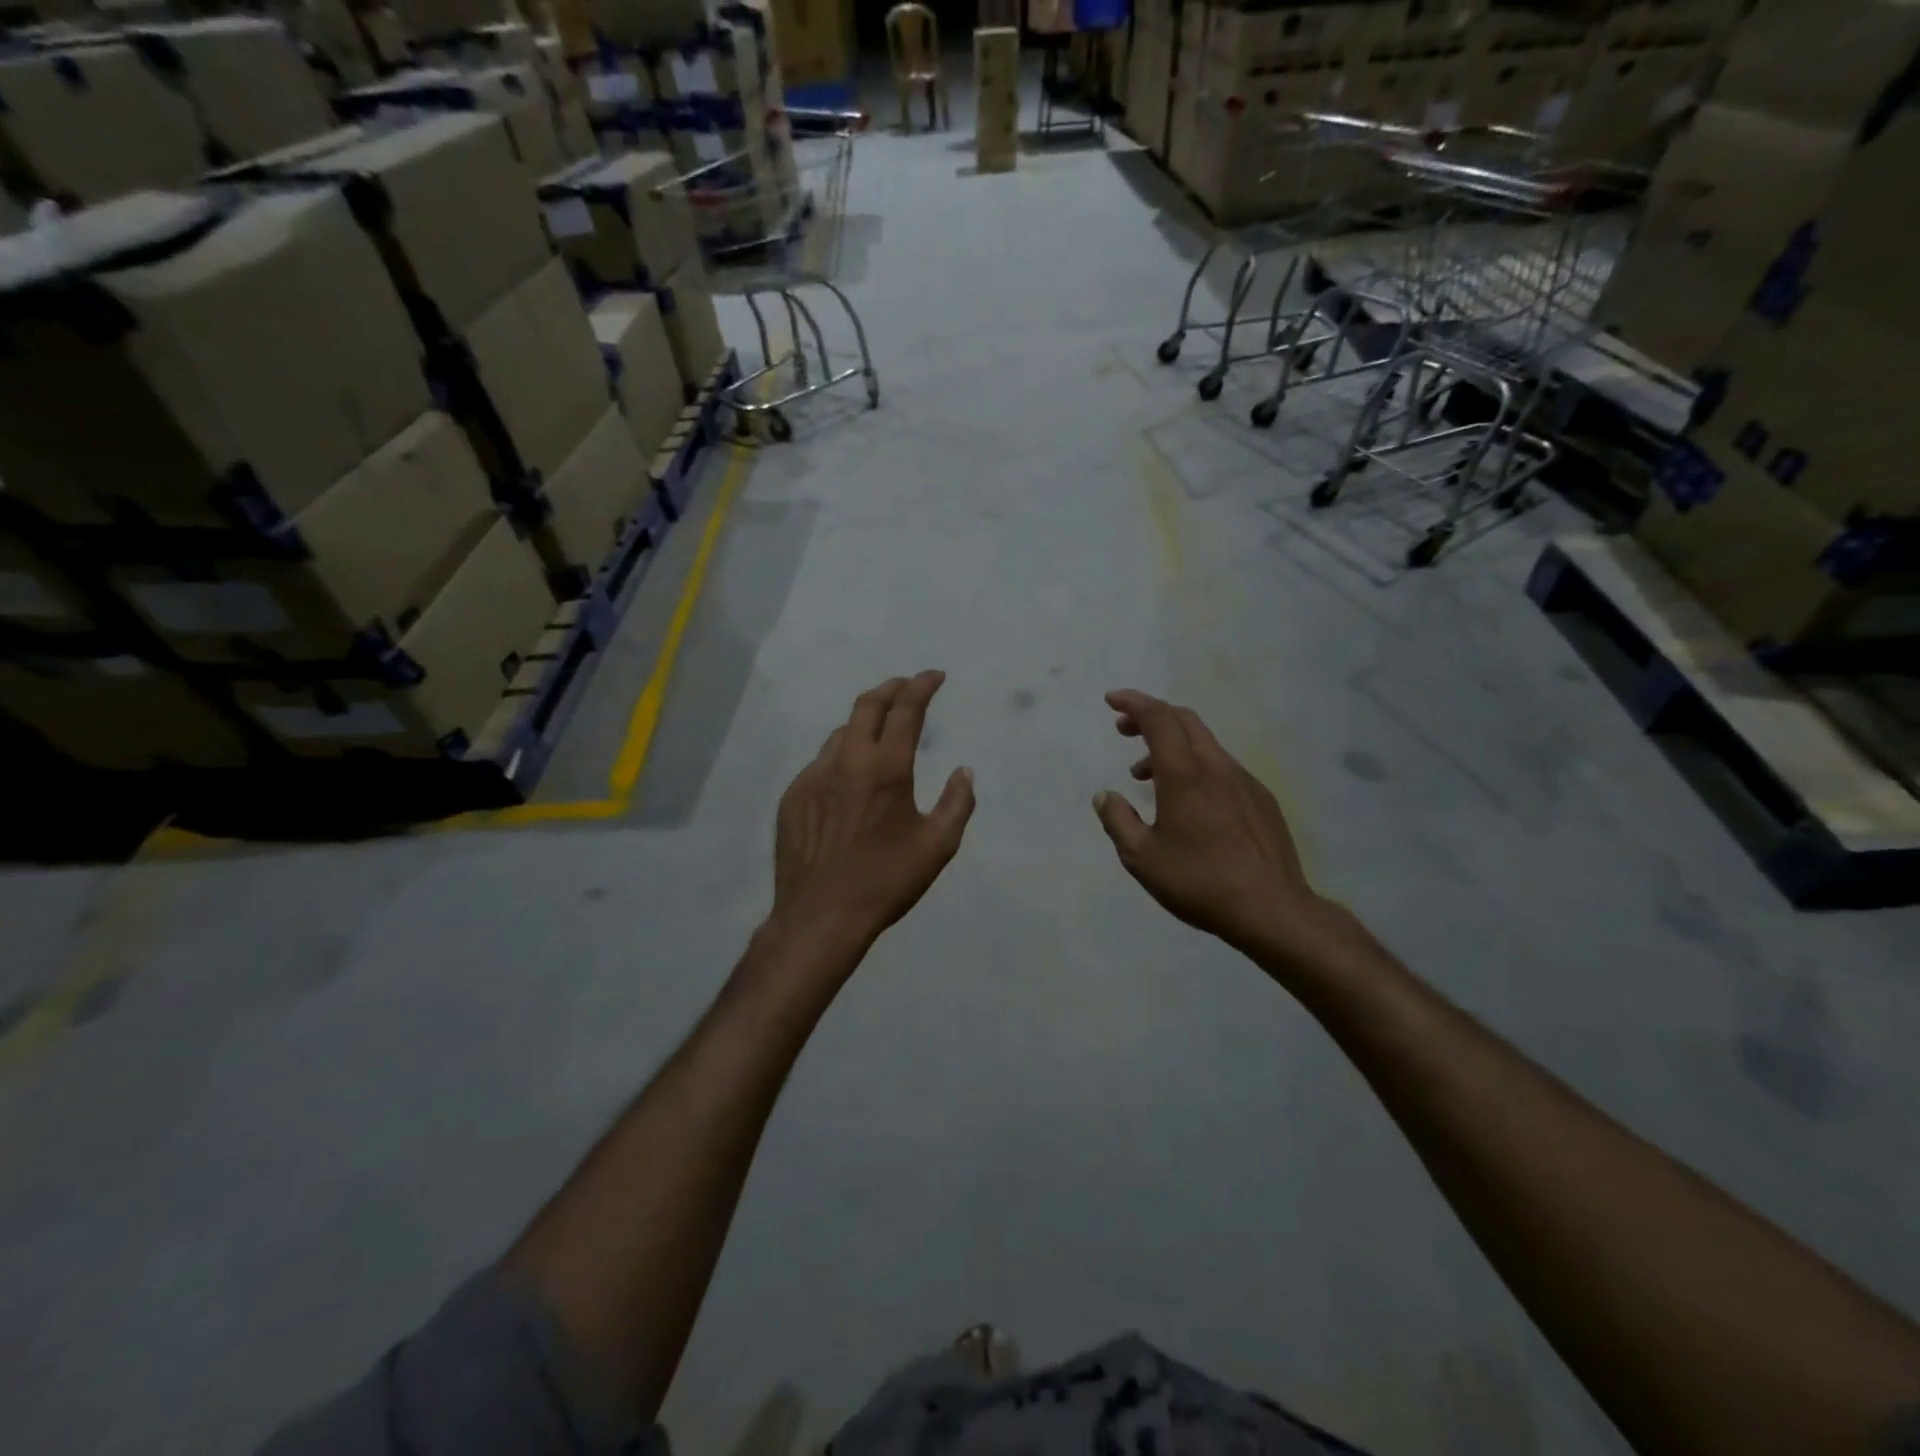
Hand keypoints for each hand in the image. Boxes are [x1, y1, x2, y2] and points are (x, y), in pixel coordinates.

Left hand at [772, 672, 975, 953]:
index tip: (934, 676)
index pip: (906, 709)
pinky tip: (846, 780)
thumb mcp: (937, 846)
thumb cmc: (886, 880)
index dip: (922, 686)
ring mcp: (813, 776)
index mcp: (886, 767)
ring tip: (877, 734)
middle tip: (905, 687)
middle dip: (890, 688)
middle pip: (866, 705)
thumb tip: (964, 772)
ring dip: (862, 724)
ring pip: (839, 734)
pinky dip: (840, 759)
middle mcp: (847, 760)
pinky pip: (819, 765)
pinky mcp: (793, 797)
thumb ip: (957, 803)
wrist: (821, 915)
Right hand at [1092, 690, 1326, 962]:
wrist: (1272, 909)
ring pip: (1204, 744)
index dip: (1133, 703)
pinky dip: (1196, 766)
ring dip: (1171, 745)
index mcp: (1185, 774)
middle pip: (1184, 720)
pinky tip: (1189, 801)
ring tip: (1146, 775)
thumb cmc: (1199, 881)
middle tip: (1124, 730)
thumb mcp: (1141, 857)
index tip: (1110, 700)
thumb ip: (1118, 820)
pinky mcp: (1262, 799)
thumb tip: (1105, 795)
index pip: (1158, 718)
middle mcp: (1216, 767)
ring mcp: (1244, 781)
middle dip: (1151, 716)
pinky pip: (1222, 767)